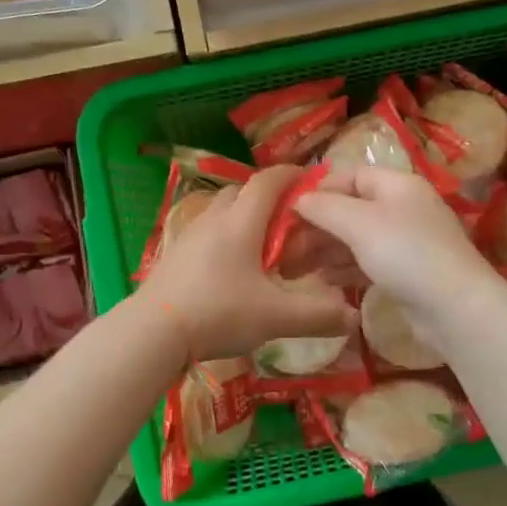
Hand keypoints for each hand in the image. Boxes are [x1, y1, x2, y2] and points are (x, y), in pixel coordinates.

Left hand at [137, 165, 357, 363]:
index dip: (291, 174)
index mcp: (241, 222)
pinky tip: (230, 267)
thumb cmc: (220, 312)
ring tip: (260, 243)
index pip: (268, 181)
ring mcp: (189, 235)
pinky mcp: (174, 254)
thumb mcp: (276, 317)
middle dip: (267, 196)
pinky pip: (205, 232)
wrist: (153, 331)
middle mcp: (214, 219)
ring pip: (221, 211)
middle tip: (289, 218)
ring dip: (242, 216)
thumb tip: (353, 318)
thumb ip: (318, 316)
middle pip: (242, 191)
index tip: (310, 178)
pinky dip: (223, 237)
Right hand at [294, 166, 504, 319]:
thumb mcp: (359, 223)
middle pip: (352, 208)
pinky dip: (345, 268)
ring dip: (327, 249)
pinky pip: (368, 262)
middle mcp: (404, 208)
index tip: (289, 209)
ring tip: (296, 267)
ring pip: (357, 238)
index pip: (351, 175)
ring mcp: (407, 242)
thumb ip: (325, 208)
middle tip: (286, 246)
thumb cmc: (405, 253)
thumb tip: (298, 199)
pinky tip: (323, 281)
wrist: (455, 308)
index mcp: (398, 185)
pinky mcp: (407, 273)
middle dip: (318, 225)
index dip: (320, 189)